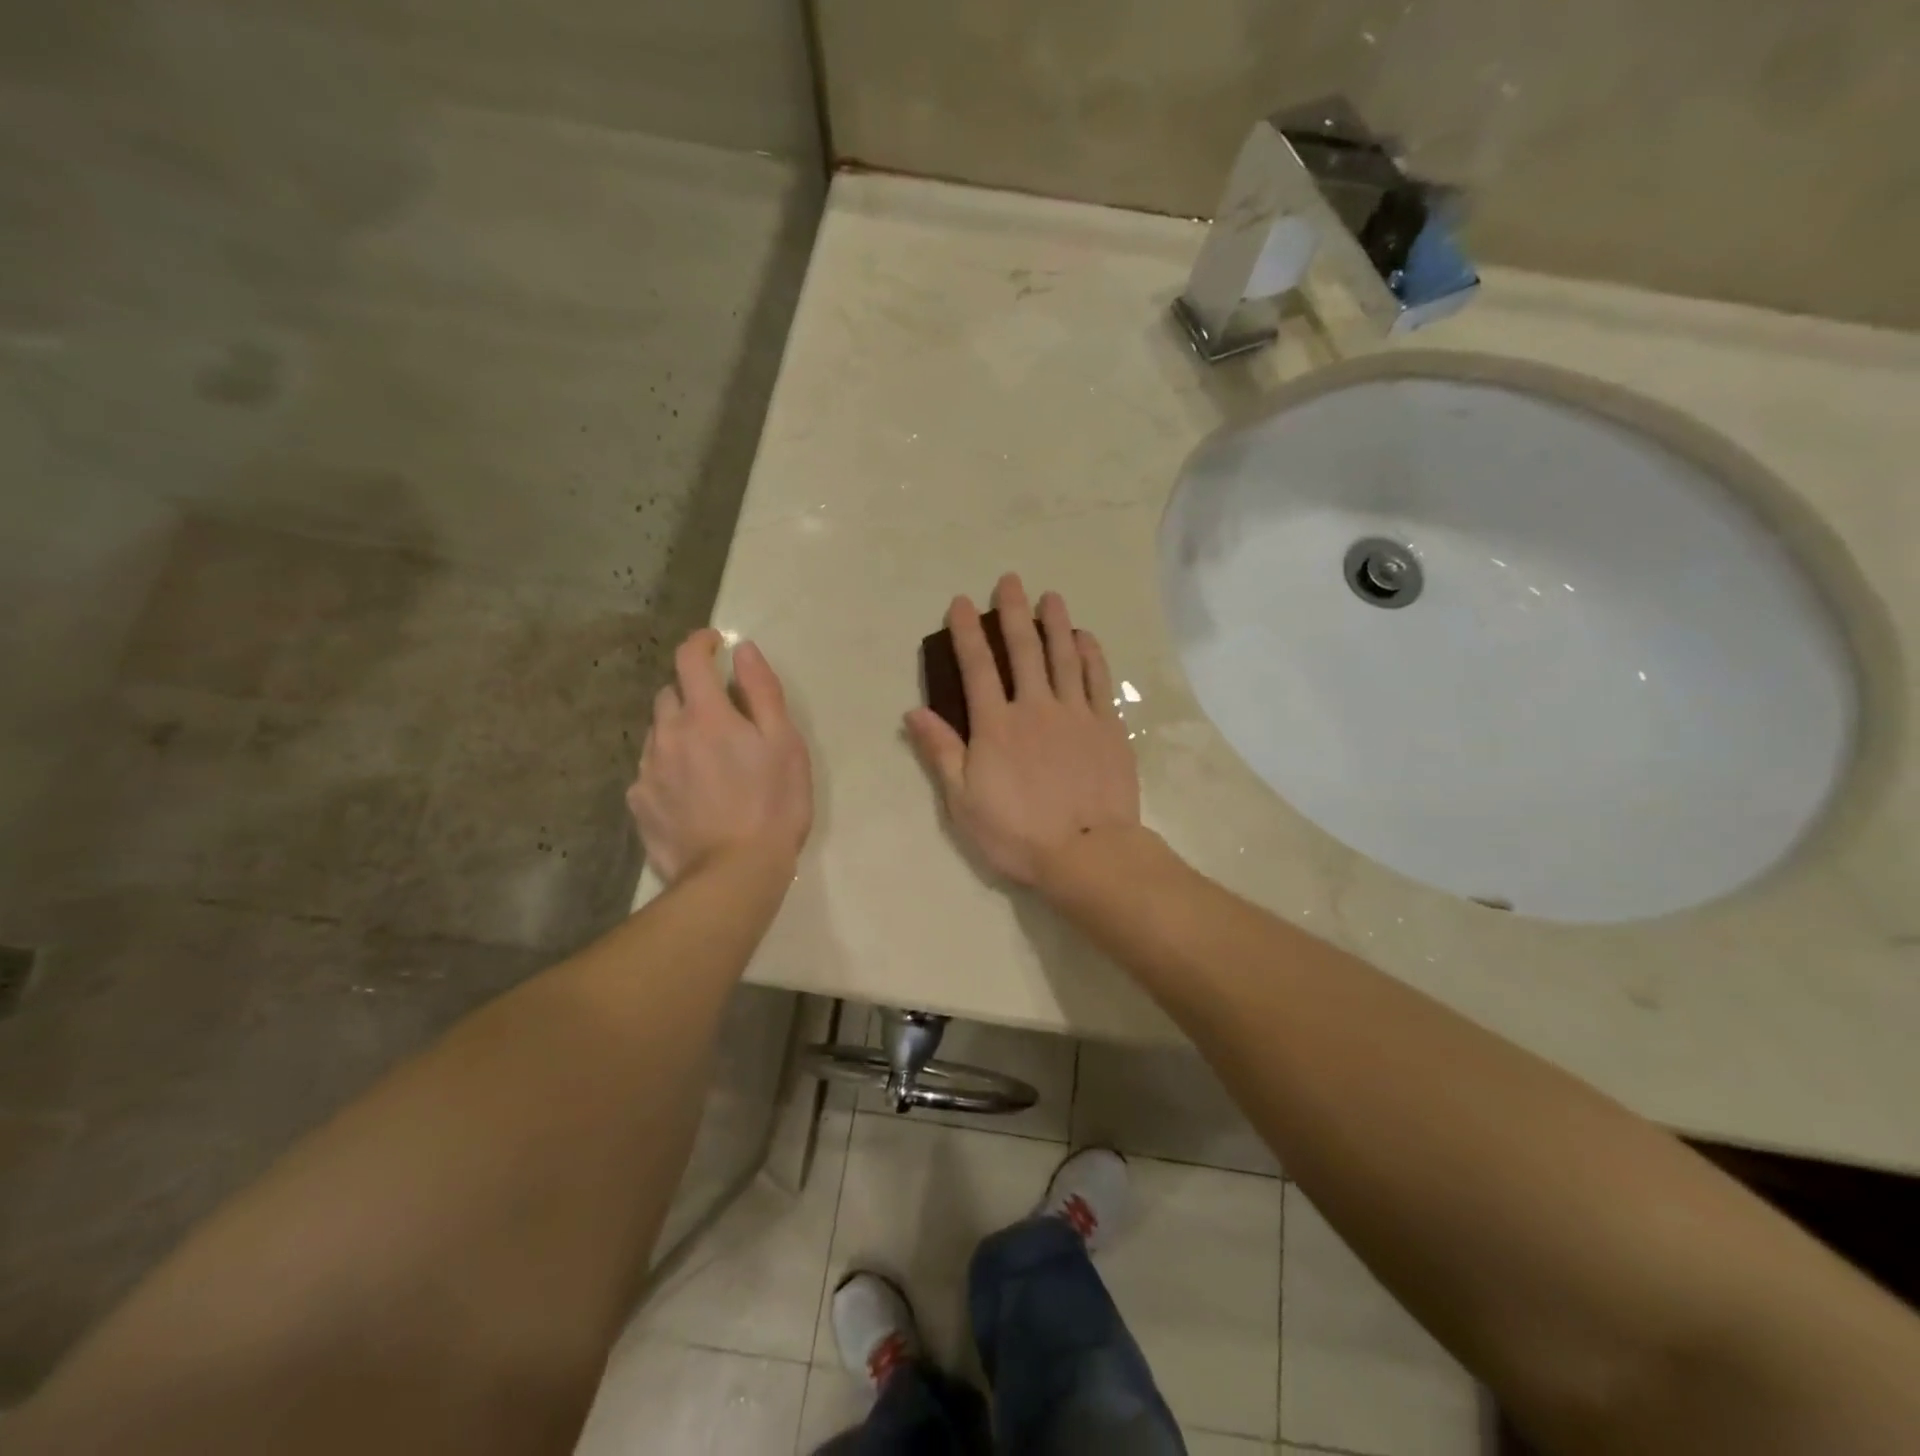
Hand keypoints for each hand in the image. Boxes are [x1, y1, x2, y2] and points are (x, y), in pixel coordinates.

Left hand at [627, 630, 812, 884]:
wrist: (733, 875)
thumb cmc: (773, 805)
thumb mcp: (785, 743)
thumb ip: (762, 691)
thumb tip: (742, 650)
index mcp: (705, 716)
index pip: (690, 660)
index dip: (700, 643)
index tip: (714, 643)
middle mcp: (667, 735)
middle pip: (668, 695)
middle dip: (692, 692)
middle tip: (722, 714)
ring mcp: (647, 772)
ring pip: (657, 734)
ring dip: (678, 731)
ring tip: (708, 759)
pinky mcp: (639, 805)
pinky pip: (649, 771)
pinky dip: (668, 767)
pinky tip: (690, 793)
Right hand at [904, 574, 1140, 885]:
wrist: (1086, 852)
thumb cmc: (1017, 833)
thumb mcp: (963, 801)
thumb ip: (941, 752)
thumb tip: (913, 711)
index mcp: (996, 725)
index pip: (977, 668)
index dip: (967, 633)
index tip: (962, 602)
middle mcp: (1035, 707)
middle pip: (1023, 650)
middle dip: (1014, 613)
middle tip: (1010, 581)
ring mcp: (1076, 714)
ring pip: (1064, 657)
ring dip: (1055, 623)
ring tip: (1050, 596)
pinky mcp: (1108, 727)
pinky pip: (1098, 681)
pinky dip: (1091, 655)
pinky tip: (1085, 638)